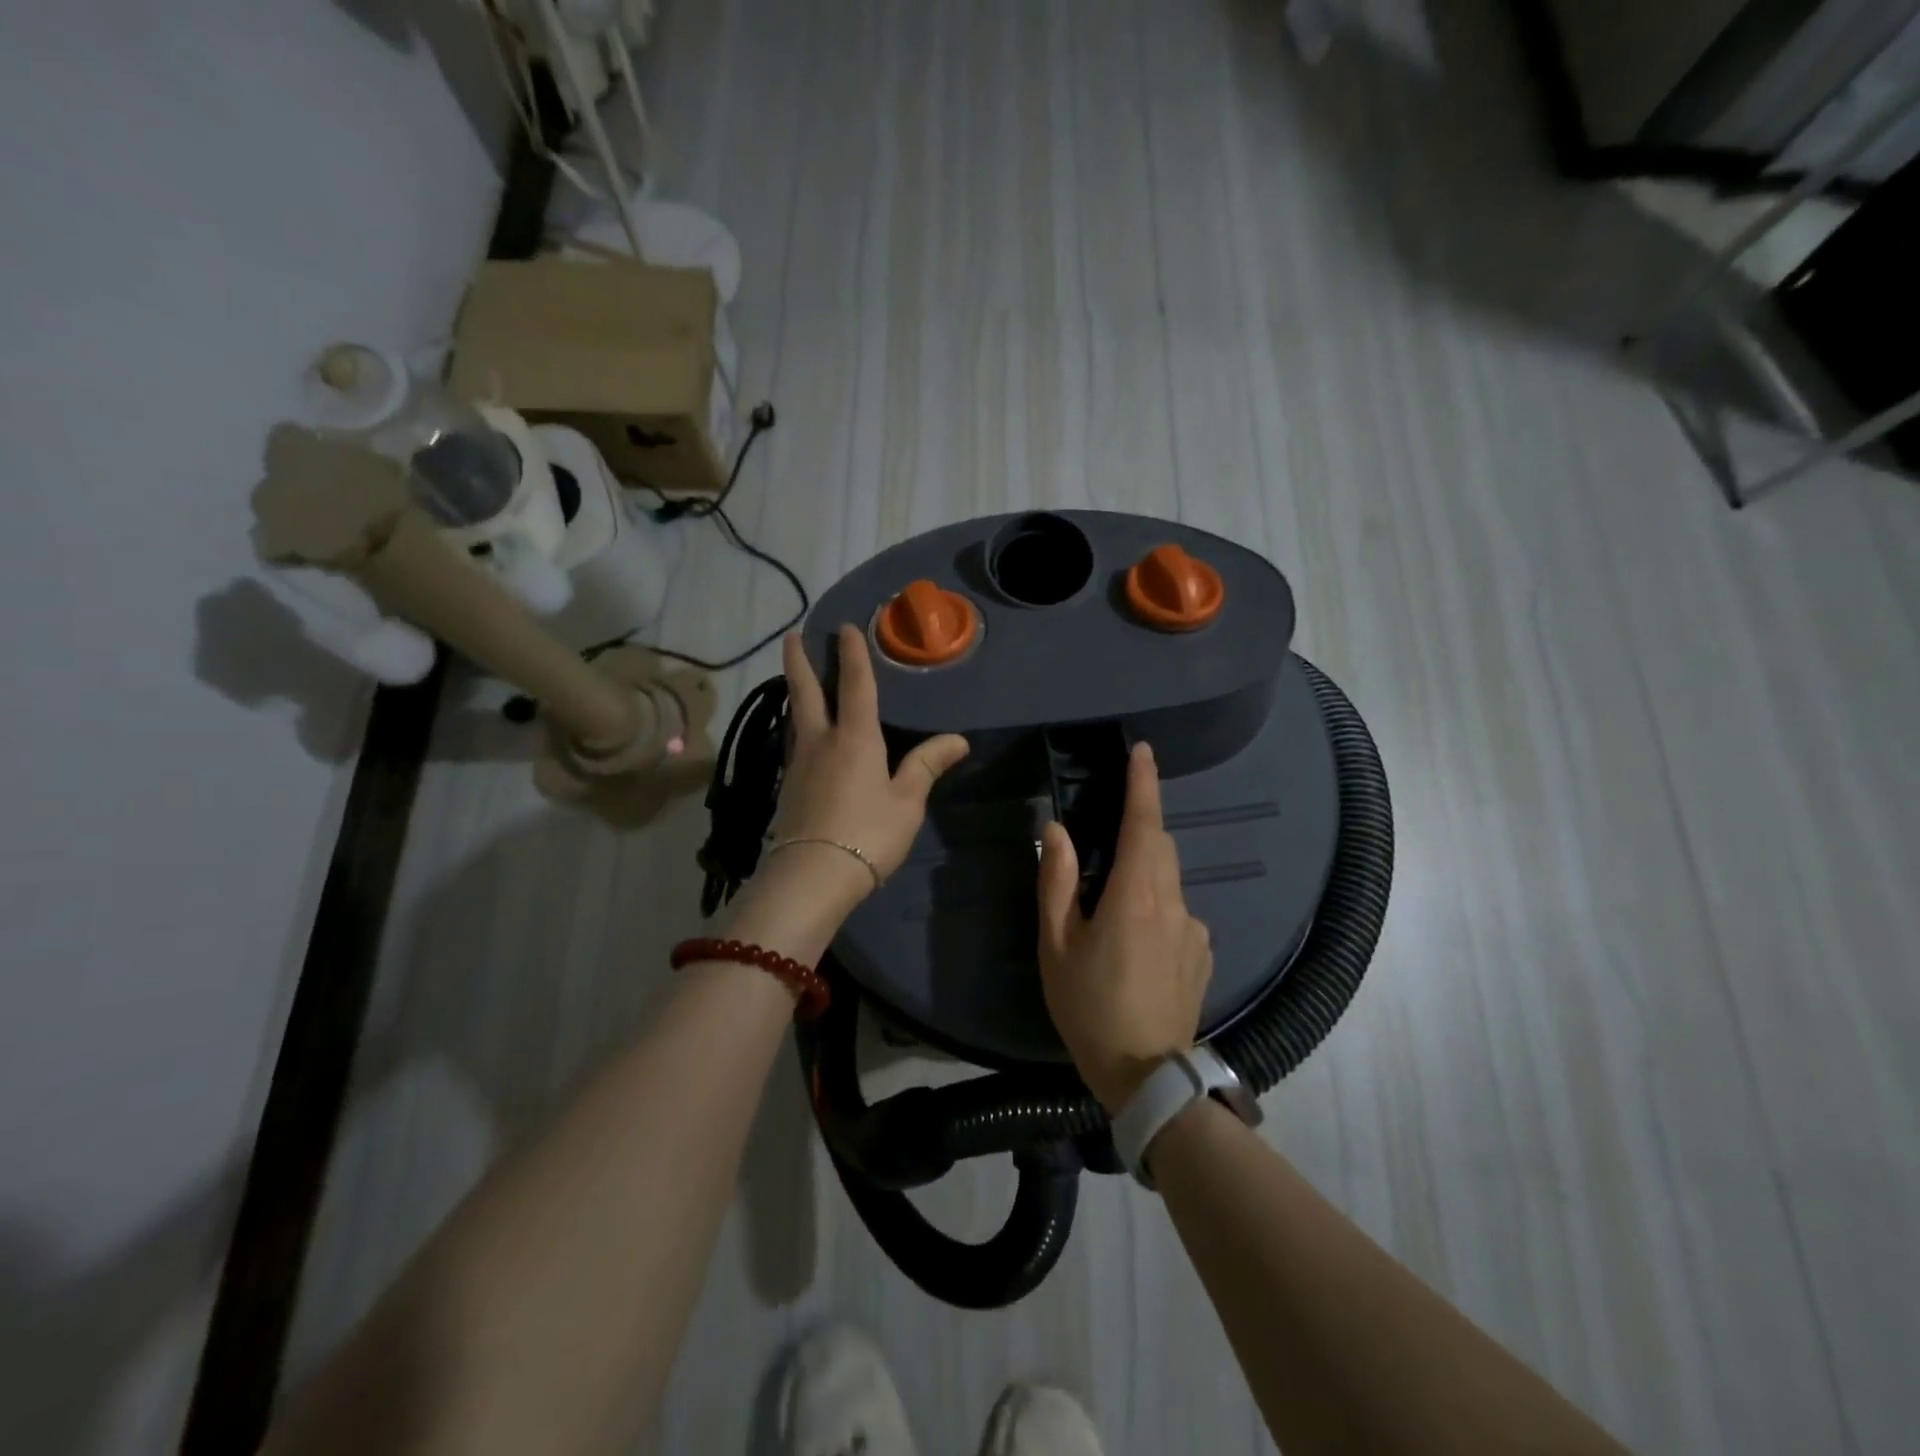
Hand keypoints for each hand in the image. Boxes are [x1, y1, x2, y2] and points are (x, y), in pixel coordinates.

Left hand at [772, 626, 969, 901]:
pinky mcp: (788, 788)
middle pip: (806, 692)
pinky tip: (803, 736)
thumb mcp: (907, 802)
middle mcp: (821, 741)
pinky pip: (795, 743)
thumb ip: (927, 766)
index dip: (852, 654)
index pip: (856, 686)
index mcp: (855, 738)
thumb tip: (958, 740)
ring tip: (796, 680)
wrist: (812, 876)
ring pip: (795, 717)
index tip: (844, 627)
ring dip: (795, 692)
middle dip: (799, 662)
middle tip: (791, 636)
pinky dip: (798, 726)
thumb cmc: (868, 834)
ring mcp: (799, 764)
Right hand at [1036, 742, 1211, 1111]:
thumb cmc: (1089, 1006)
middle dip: (1140, 828)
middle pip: (1160, 847)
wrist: (1147, 1076)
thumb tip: (1057, 831)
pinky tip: (1136, 947)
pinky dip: (1157, 908)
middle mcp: (1174, 903)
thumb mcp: (1057, 945)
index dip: (1144, 784)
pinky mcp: (1204, 954)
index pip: (1144, 824)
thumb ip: (1057, 882)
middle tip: (1106, 842)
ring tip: (1111, 911)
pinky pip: (1178, 913)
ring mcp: (1195, 930)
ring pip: (1169, 880)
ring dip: (1144, 875)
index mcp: (1136, 895)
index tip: (1143, 752)